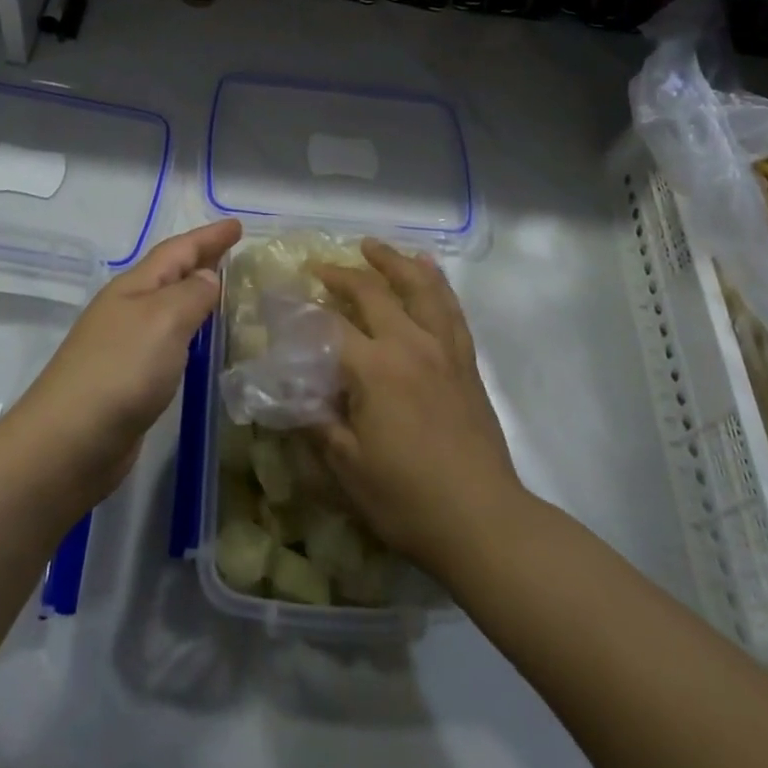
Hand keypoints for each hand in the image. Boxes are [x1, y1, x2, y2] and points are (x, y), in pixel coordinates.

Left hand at [8, 219, 242, 508]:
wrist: (68, 444)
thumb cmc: (120, 370)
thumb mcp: (164, 320)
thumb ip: (191, 294)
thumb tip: (207, 277)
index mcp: (134, 287)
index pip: (178, 250)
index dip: (208, 237)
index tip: (238, 224)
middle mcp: (127, 309)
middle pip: (169, 274)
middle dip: (201, 260)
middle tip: (233, 252)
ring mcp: (123, 345)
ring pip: (167, 307)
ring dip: (194, 295)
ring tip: (223, 292)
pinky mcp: (127, 380)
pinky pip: (166, 341)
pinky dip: (187, 332)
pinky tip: (198, 344)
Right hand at [312, 240, 522, 576]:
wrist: (483, 521)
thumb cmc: (408, 499)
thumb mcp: (347, 467)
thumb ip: (317, 423)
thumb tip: (291, 395)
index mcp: (375, 368)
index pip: (331, 325)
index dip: (303, 310)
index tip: (283, 298)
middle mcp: (409, 344)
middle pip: (372, 292)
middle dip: (342, 275)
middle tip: (319, 267)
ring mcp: (443, 348)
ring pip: (418, 287)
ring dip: (392, 262)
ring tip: (372, 246)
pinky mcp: (465, 360)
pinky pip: (450, 308)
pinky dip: (436, 282)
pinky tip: (427, 268)